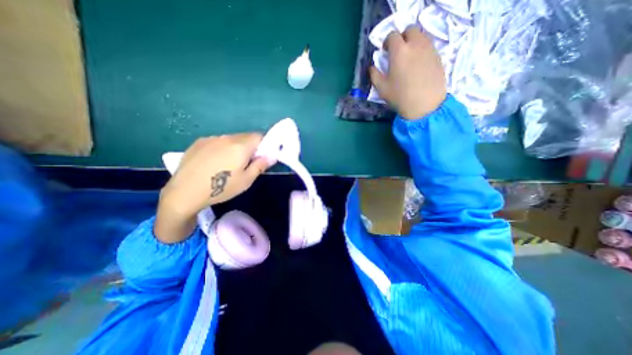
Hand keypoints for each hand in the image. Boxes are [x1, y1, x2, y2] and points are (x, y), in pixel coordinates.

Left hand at [155, 133, 273, 243]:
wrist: (185, 192)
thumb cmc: (221, 188)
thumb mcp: (246, 181)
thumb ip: (260, 165)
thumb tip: (272, 156)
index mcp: (240, 146)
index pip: (259, 136)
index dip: (263, 145)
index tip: (260, 157)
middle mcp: (227, 138)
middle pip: (245, 136)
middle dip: (250, 147)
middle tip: (246, 163)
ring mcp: (211, 138)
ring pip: (231, 139)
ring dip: (236, 147)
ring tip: (227, 164)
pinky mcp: (199, 142)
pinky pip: (218, 141)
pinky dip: (222, 148)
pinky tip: (214, 162)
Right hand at [369, 26, 446, 118]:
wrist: (425, 105)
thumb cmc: (400, 97)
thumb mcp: (382, 89)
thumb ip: (374, 75)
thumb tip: (372, 67)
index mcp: (399, 51)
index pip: (392, 35)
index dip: (387, 42)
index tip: (385, 51)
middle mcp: (415, 44)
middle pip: (409, 30)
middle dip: (402, 37)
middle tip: (398, 51)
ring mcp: (429, 49)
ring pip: (421, 36)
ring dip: (413, 42)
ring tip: (408, 57)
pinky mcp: (437, 56)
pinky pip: (428, 45)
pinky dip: (422, 49)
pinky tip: (418, 64)